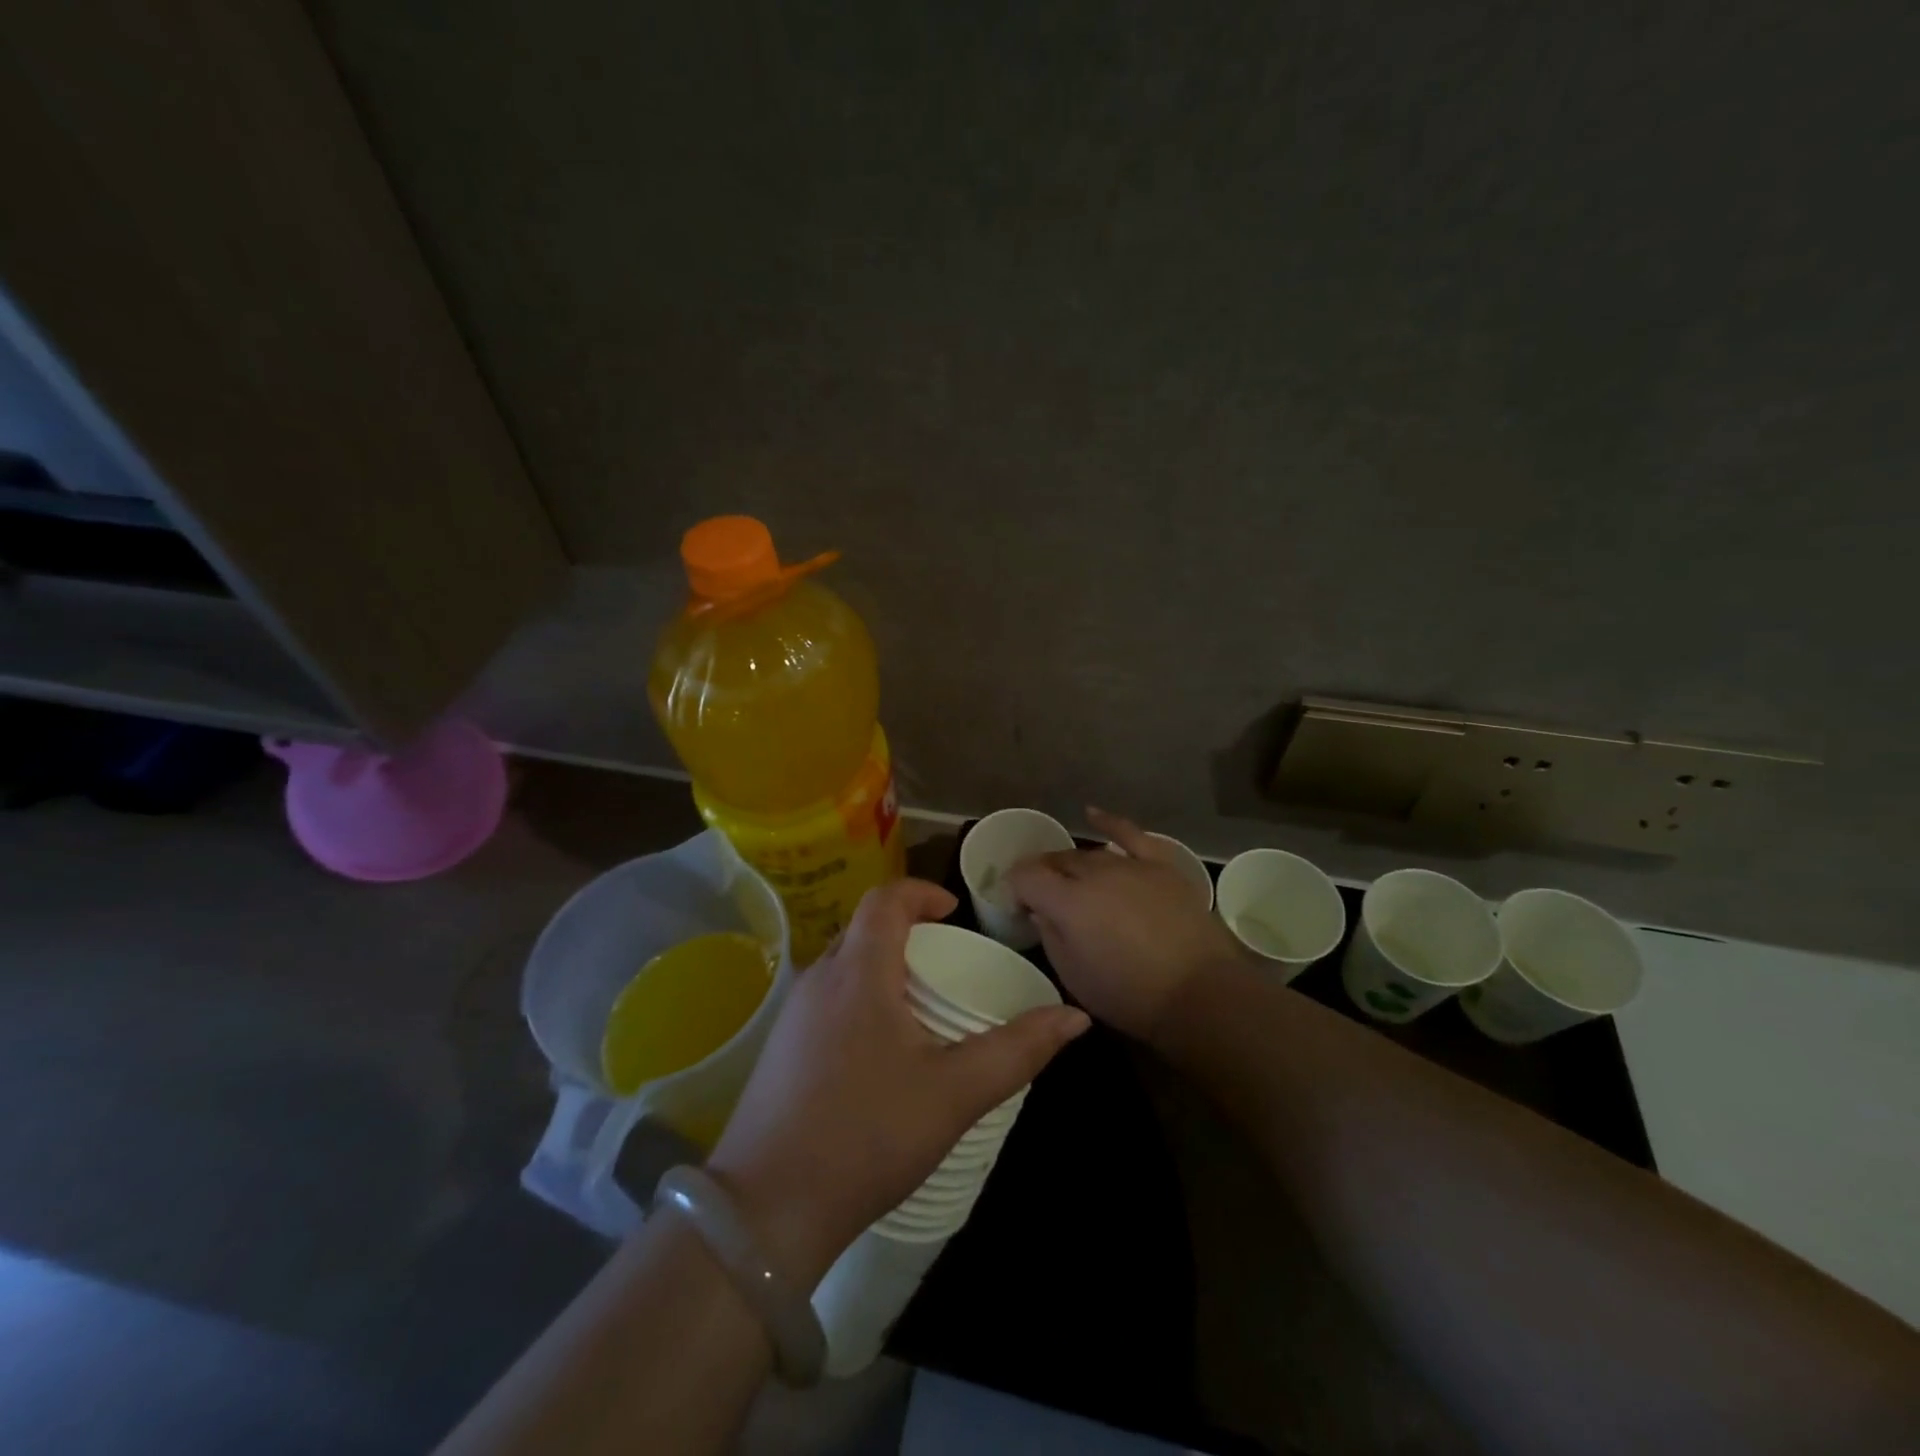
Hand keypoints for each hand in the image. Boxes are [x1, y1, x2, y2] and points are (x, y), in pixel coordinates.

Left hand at [706, 879, 1089, 1287]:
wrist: (767, 1211)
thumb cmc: (867, 1136)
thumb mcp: (954, 1093)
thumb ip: (1017, 1051)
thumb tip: (1075, 1017)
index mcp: (858, 972)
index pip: (885, 899)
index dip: (922, 893)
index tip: (956, 914)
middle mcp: (819, 979)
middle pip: (864, 928)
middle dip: (908, 931)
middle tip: (947, 963)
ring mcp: (791, 1014)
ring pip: (843, 964)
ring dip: (883, 966)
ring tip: (920, 1006)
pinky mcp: (779, 1049)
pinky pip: (827, 998)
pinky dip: (860, 997)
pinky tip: (879, 1050)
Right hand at [1008, 807, 1245, 1044]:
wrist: (1200, 993)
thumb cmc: (1130, 995)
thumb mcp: (1074, 976)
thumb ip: (1050, 936)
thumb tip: (1041, 912)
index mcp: (1067, 902)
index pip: (1025, 877)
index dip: (1014, 888)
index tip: (1017, 907)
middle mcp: (1094, 873)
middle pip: (1057, 861)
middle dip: (1042, 875)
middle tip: (1040, 897)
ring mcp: (1130, 865)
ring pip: (1089, 854)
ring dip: (1072, 864)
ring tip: (1068, 877)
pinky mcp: (1160, 865)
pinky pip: (1130, 834)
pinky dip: (1109, 822)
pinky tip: (1092, 814)